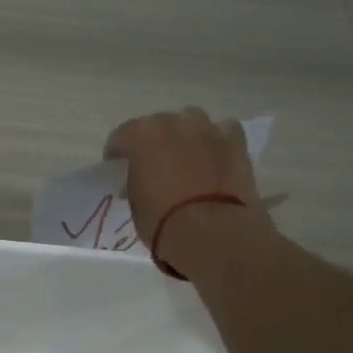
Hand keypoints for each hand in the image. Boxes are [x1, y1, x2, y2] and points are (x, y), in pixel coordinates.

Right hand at [104, 108, 266, 259]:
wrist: (212, 232)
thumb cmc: (162, 220)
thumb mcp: (135, 201)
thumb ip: (135, 180)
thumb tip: (142, 177)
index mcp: (140, 135)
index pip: (121, 137)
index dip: (118, 153)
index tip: (118, 168)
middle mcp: (172, 122)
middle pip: (157, 125)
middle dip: (153, 142)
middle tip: (154, 165)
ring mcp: (206, 128)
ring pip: (190, 121)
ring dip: (185, 136)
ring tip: (185, 158)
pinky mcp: (235, 141)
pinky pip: (222, 130)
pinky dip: (216, 140)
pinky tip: (214, 155)